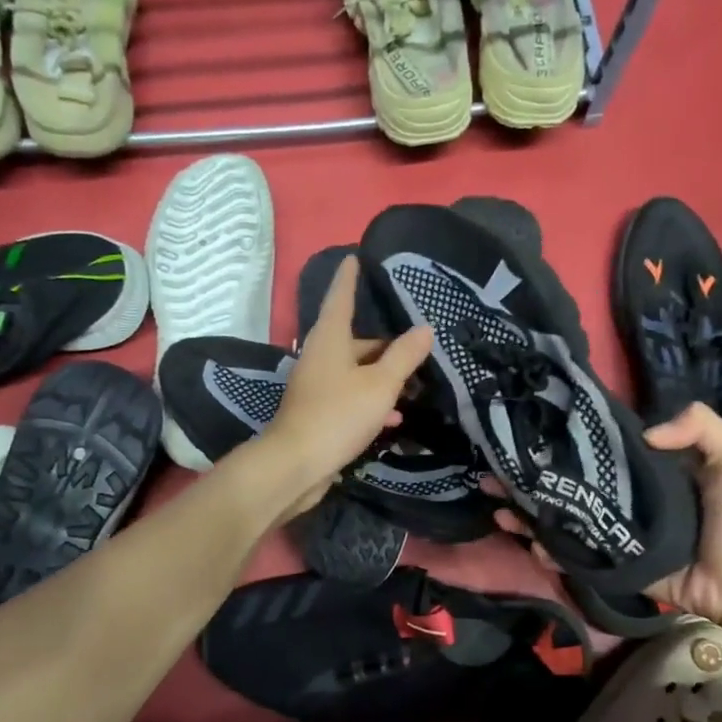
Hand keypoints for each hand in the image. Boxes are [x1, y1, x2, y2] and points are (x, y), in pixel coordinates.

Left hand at [260, 255, 432, 519]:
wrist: (296, 465)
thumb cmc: (338, 415)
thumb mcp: (380, 384)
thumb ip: (404, 356)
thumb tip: (424, 329)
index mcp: (330, 339)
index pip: (340, 297)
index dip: (350, 278)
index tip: (355, 257)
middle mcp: (320, 357)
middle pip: (355, 340)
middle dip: (385, 344)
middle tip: (417, 345)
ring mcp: (317, 386)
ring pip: (356, 372)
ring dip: (383, 377)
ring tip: (415, 384)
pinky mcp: (319, 413)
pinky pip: (351, 397)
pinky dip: (372, 401)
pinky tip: (394, 417)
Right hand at [486, 401, 721, 621]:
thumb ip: (699, 426)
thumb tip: (642, 431)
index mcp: (644, 470)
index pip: (596, 449)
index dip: (565, 440)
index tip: (532, 429)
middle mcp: (621, 497)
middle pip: (567, 483)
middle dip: (529, 477)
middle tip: (494, 470)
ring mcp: (611, 532)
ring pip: (560, 518)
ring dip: (525, 511)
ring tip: (494, 501)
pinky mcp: (608, 563)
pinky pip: (572, 554)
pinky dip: (545, 549)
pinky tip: (527, 541)